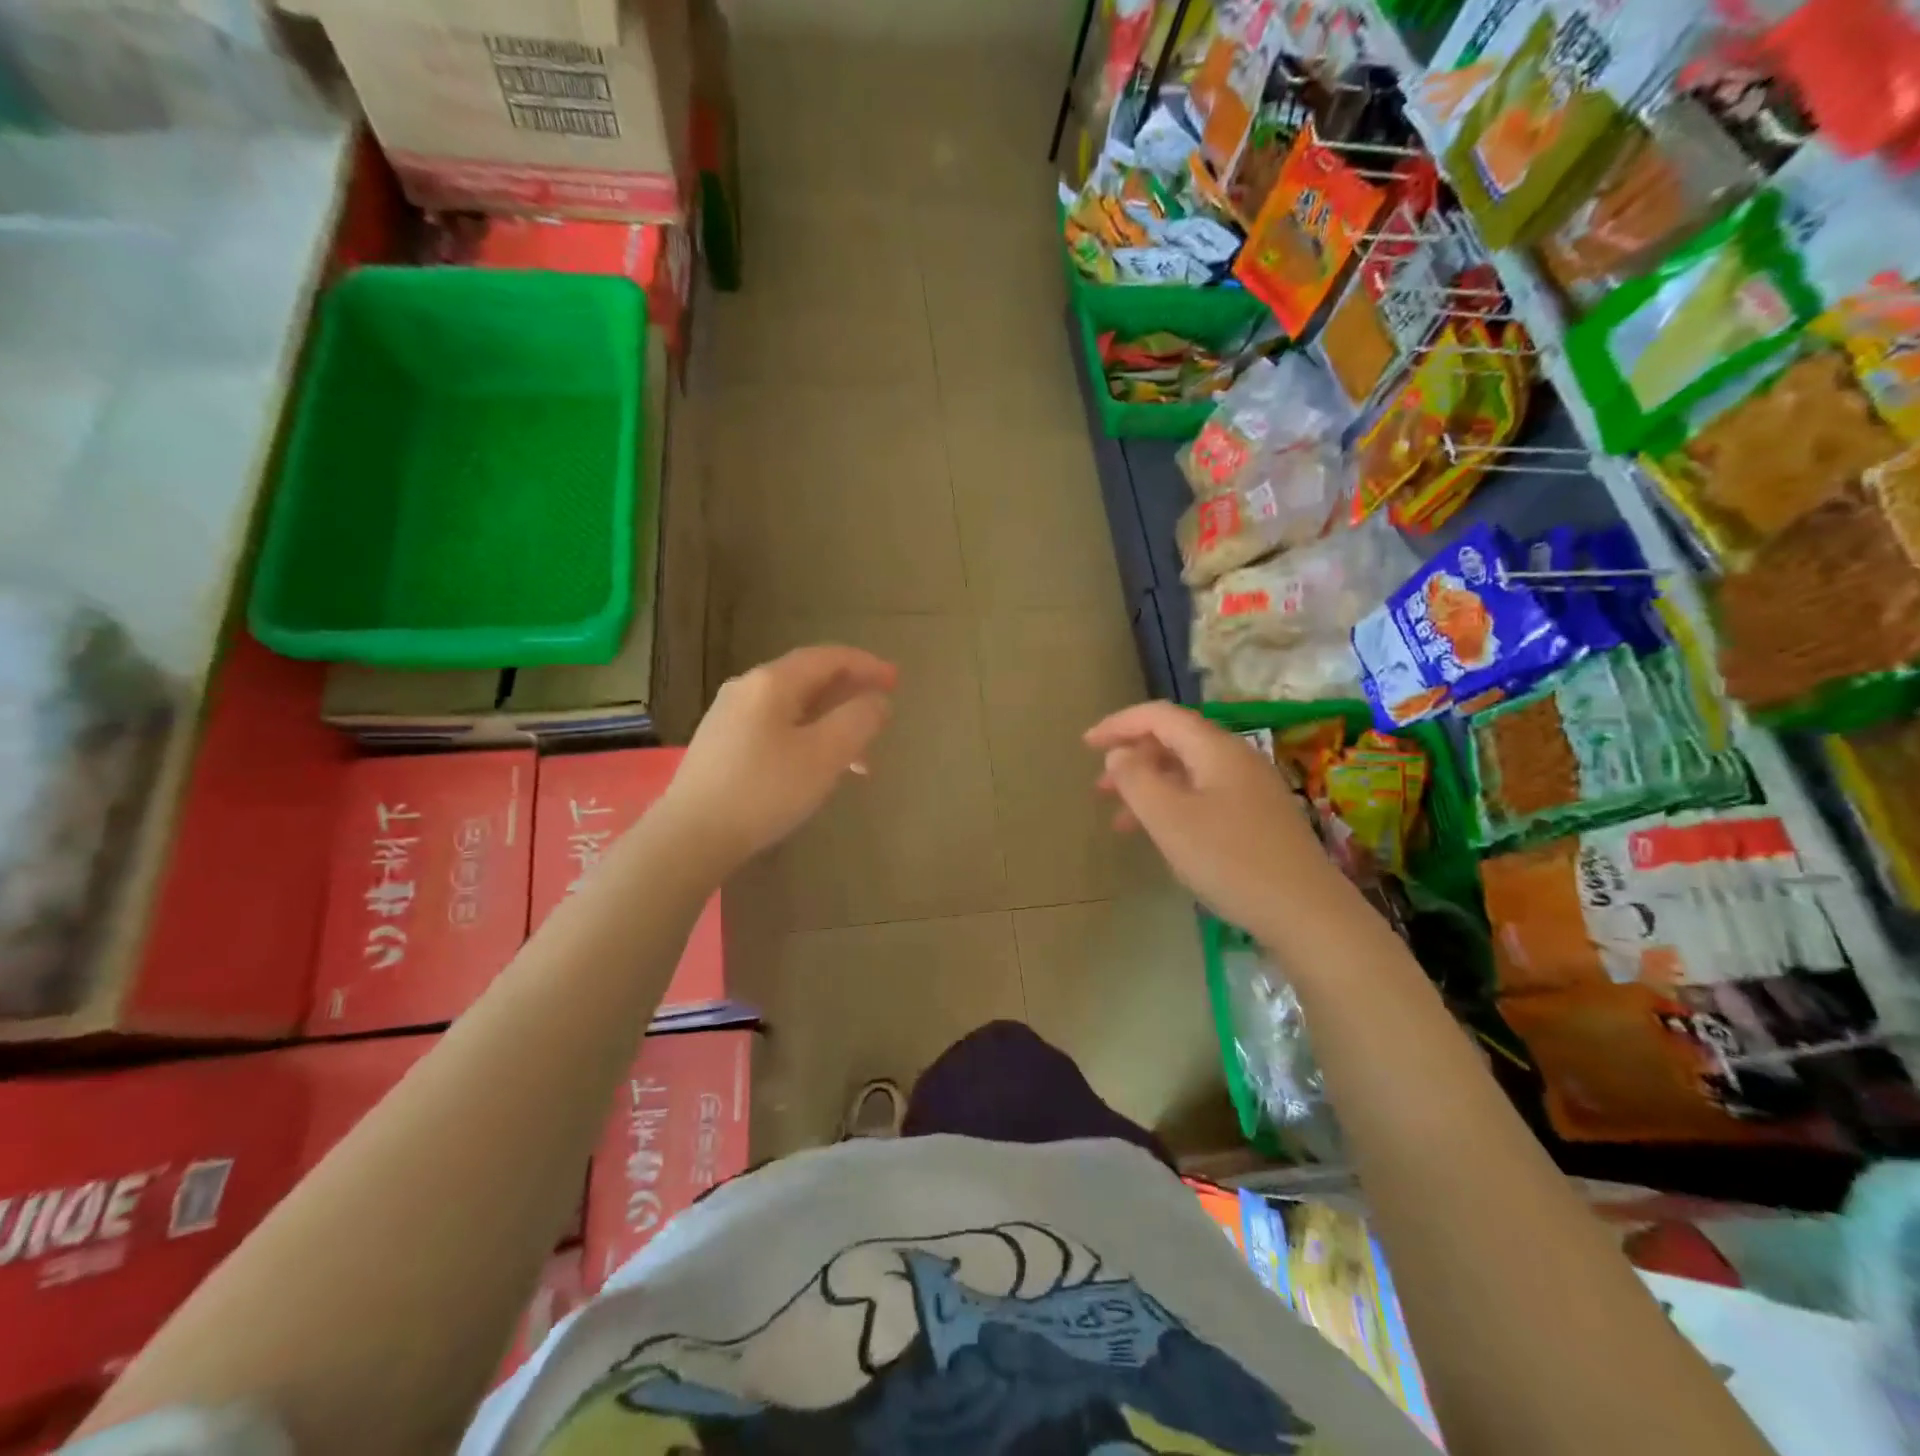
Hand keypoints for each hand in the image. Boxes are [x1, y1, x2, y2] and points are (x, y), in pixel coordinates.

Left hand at [663, 645, 895, 871]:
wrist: (691, 836)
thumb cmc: (765, 790)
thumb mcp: (825, 755)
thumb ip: (859, 720)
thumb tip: (877, 700)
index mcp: (772, 682)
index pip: (828, 657)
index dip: (866, 665)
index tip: (896, 680)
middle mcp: (747, 688)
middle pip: (810, 679)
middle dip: (851, 696)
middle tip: (882, 713)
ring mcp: (729, 716)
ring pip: (794, 708)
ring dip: (832, 724)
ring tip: (859, 760)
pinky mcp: (721, 744)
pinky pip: (776, 727)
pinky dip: (807, 738)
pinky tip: (817, 768)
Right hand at [1085, 701, 1332, 935]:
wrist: (1306, 912)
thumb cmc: (1230, 859)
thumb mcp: (1169, 818)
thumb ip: (1136, 779)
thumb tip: (1120, 753)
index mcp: (1216, 749)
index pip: (1160, 716)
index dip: (1119, 724)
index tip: (1087, 744)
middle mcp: (1237, 759)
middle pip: (1175, 741)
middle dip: (1132, 758)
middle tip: (1100, 788)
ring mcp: (1252, 789)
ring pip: (1188, 773)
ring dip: (1150, 787)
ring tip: (1121, 819)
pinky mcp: (1259, 818)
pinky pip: (1204, 797)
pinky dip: (1173, 806)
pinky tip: (1163, 837)